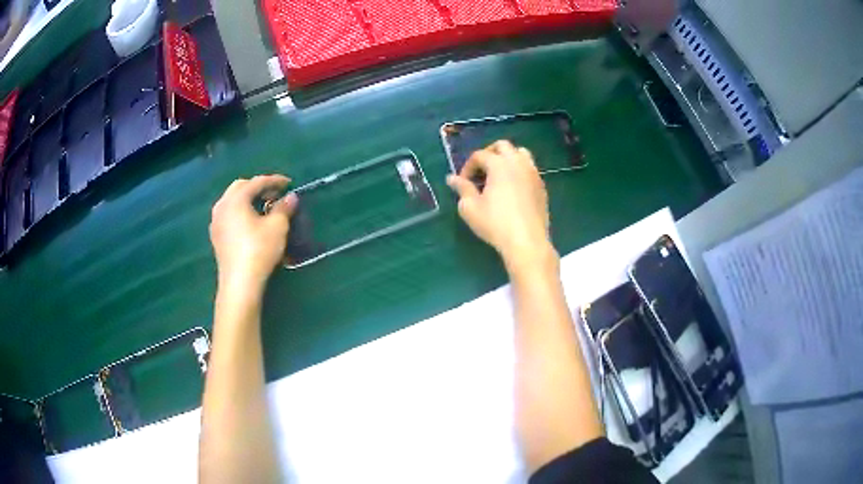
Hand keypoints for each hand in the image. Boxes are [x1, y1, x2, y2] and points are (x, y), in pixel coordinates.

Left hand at [210, 175, 297, 295]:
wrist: (240, 282)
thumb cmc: (259, 250)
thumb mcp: (277, 227)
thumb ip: (284, 208)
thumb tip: (291, 197)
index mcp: (235, 199)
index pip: (256, 182)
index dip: (274, 181)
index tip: (289, 183)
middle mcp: (222, 205)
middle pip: (240, 187)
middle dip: (258, 187)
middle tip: (274, 194)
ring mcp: (216, 221)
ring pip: (232, 200)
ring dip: (247, 199)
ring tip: (263, 207)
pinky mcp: (216, 236)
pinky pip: (228, 214)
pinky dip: (240, 211)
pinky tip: (250, 222)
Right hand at [447, 141, 556, 275]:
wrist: (527, 241)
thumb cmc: (495, 224)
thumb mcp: (470, 208)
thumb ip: (462, 189)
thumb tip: (452, 178)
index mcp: (499, 164)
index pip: (480, 155)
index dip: (468, 166)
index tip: (463, 182)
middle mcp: (518, 163)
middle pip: (503, 146)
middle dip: (489, 154)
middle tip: (481, 171)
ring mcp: (533, 174)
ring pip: (521, 154)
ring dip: (508, 158)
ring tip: (499, 175)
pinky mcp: (542, 187)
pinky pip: (530, 169)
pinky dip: (519, 171)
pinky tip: (513, 188)